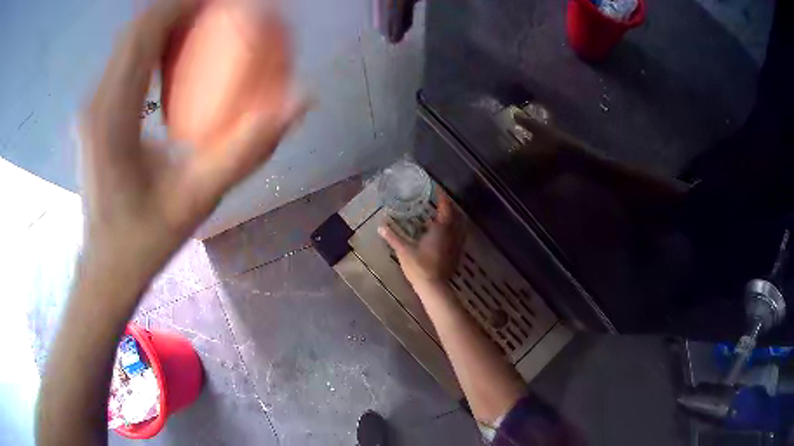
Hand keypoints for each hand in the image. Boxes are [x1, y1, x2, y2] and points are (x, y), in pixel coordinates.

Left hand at [80, 0, 304, 282]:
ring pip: (129, 43)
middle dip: (180, 8)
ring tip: (205, 30)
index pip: (145, 32)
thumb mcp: (198, 200)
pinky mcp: (94, 115)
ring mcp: (91, 108)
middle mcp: (95, 101)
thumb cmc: (143, 242)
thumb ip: (247, 150)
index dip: (184, 4)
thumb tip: (299, 100)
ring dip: (168, 26)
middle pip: (136, 29)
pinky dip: (156, 49)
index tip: (226, 1)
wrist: (105, 268)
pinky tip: (177, 64)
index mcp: (111, 115)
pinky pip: (126, 64)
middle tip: (223, 12)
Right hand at [378, 189, 464, 287]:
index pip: (445, 208)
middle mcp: (452, 234)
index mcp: (441, 229)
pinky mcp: (456, 254)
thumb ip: (392, 237)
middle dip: (448, 206)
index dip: (442, 197)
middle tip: (439, 201)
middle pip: (455, 215)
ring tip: (441, 215)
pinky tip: (443, 234)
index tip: (437, 189)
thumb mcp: (403, 250)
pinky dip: (453, 230)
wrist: (434, 287)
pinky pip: (458, 236)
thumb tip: (380, 226)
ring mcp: (456, 245)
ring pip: (459, 226)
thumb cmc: (419, 266)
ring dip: (453, 218)